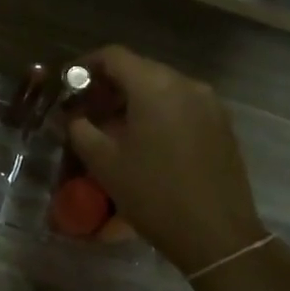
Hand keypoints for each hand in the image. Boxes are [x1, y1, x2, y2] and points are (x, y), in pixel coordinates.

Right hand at [65, 46, 266, 276]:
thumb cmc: (154, 194)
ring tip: (114, 129)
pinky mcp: (222, 125)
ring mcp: (210, 103)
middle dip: (109, 86)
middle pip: (140, 70)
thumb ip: (81, 130)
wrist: (216, 234)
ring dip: (134, 101)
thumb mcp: (105, 163)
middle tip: (87, 111)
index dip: (85, 66)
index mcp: (155, 86)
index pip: (113, 56)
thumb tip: (73, 117)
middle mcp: (186, 84)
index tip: (67, 85)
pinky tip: (146, 142)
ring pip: (162, 88)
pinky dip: (159, 113)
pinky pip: (182, 106)